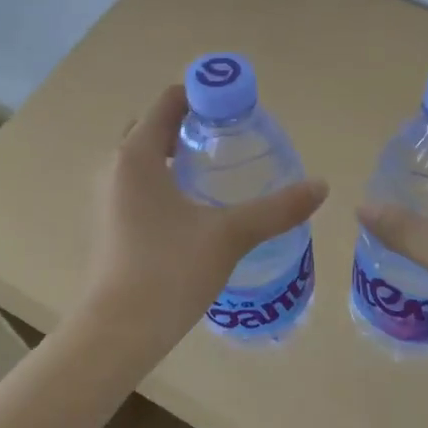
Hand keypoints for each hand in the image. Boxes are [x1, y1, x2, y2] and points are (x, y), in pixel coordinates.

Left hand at [80, 85, 328, 355]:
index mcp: (137, 155)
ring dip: (176, 154)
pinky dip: (164, 181)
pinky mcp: (109, 224)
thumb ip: (276, 209)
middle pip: (154, 127)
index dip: (204, 95)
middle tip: (232, 139)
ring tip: (218, 171)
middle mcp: (114, 167)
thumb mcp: (229, 235)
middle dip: (191, 125)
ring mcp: (106, 197)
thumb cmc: (169, 272)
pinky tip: (195, 208)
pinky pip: (138, 185)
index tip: (239, 109)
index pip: (168, 101)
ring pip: (144, 159)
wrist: (118, 332)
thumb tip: (321, 186)